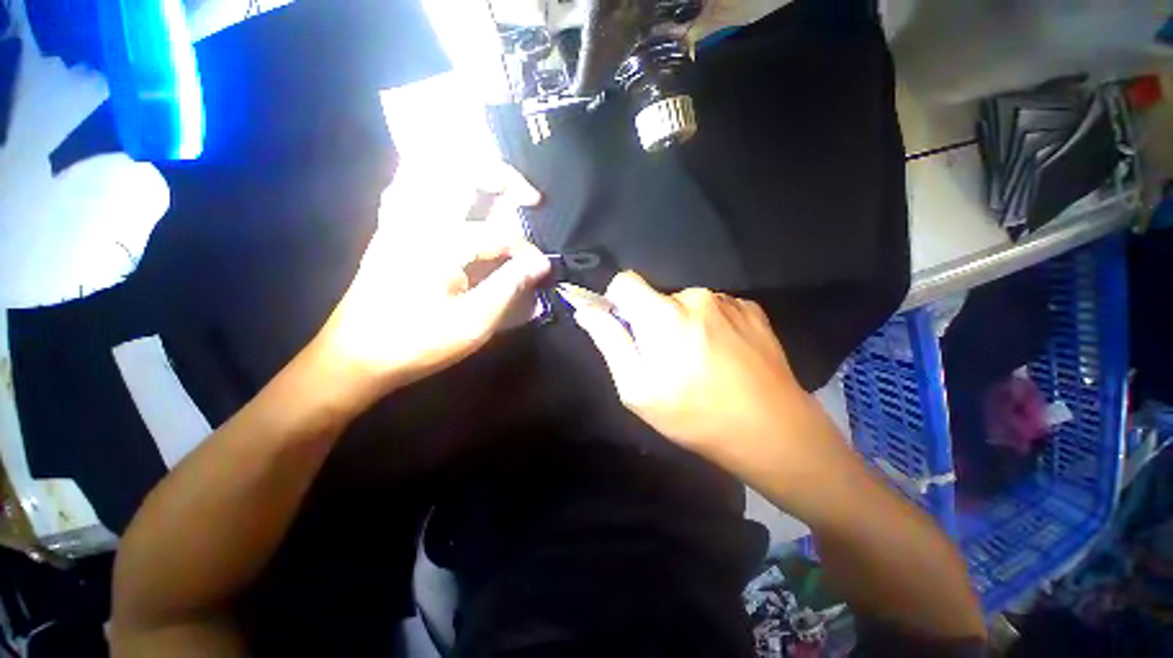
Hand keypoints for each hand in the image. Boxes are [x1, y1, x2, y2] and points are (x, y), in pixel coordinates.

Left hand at [309, 161, 550, 404]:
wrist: (355, 358)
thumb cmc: (417, 343)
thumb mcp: (473, 322)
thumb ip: (510, 287)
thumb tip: (540, 264)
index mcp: (438, 242)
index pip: (498, 234)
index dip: (526, 251)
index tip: (542, 270)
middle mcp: (416, 219)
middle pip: (460, 170)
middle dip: (502, 176)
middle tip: (529, 197)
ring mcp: (397, 221)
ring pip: (428, 169)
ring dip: (467, 171)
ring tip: (495, 188)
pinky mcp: (389, 230)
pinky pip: (411, 186)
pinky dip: (436, 181)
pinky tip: (453, 197)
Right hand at [573, 272, 805, 458]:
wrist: (771, 430)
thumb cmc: (693, 414)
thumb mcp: (637, 387)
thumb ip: (609, 341)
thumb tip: (587, 310)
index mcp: (662, 314)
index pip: (625, 281)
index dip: (618, 301)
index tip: (626, 328)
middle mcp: (695, 296)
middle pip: (658, 297)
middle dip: (654, 321)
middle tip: (667, 359)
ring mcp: (728, 301)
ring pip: (688, 304)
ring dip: (684, 324)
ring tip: (700, 361)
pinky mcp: (752, 310)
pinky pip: (717, 309)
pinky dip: (712, 326)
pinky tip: (724, 356)